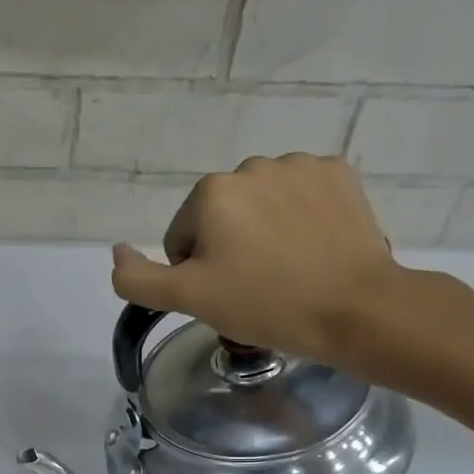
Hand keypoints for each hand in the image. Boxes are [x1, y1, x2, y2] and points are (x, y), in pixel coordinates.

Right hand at [109, 154, 402, 372]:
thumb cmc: (265, 304)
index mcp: (211, 192)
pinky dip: (302, 216)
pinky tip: (315, 246)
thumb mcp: (188, 300)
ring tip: (289, 268)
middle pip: (222, 216)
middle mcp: (252, 166)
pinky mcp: (339, 173)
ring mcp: (301, 165)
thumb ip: (138, 279)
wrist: (356, 308)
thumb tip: (117, 252)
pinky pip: (302, 194)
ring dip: (265, 230)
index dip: (198, 272)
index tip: (227, 294)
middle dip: (230, 247)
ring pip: (262, 204)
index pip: (183, 238)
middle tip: (257, 285)